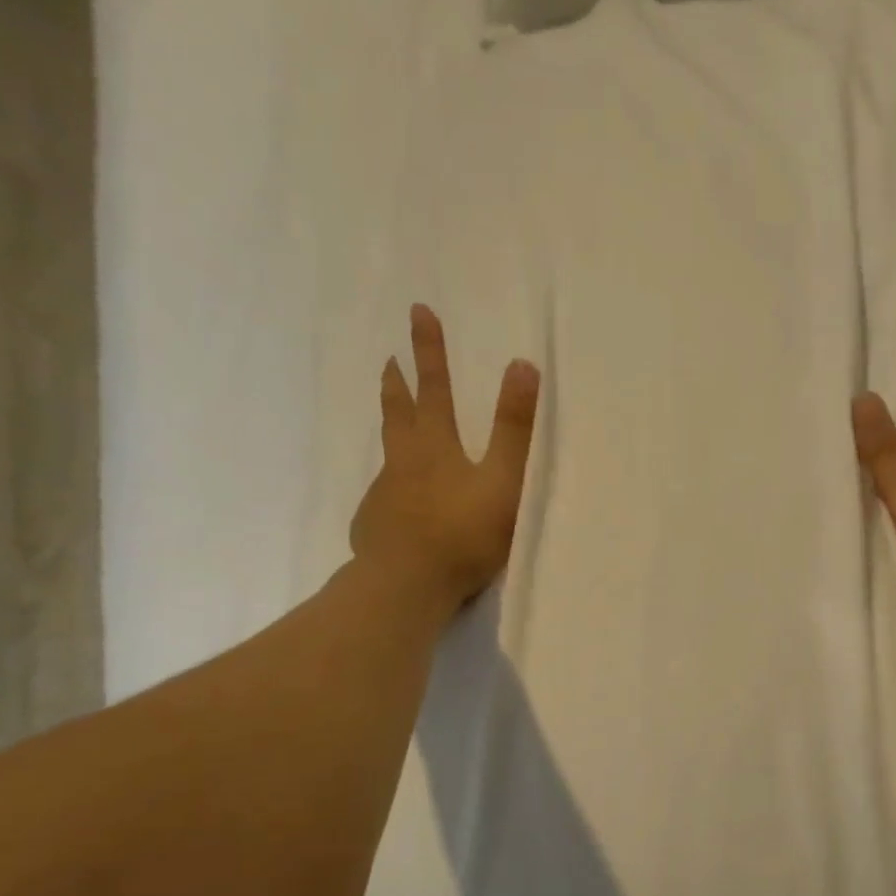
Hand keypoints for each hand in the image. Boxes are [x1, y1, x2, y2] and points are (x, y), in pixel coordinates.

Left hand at [350, 303, 538, 617]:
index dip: (430, 350)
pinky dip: (392, 486)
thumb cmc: (463, 532)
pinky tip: (396, 504)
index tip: (418, 311)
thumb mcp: (503, 479)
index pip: (435, 387)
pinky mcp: (374, 525)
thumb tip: (522, 364)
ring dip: (391, 429)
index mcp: (435, 445)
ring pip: (388, 453)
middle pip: (399, 414)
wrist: (406, 585)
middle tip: (390, 360)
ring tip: (394, 426)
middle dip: (399, 383)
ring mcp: (384, 494)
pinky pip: (384, 496)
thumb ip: (514, 427)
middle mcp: (404, 461)